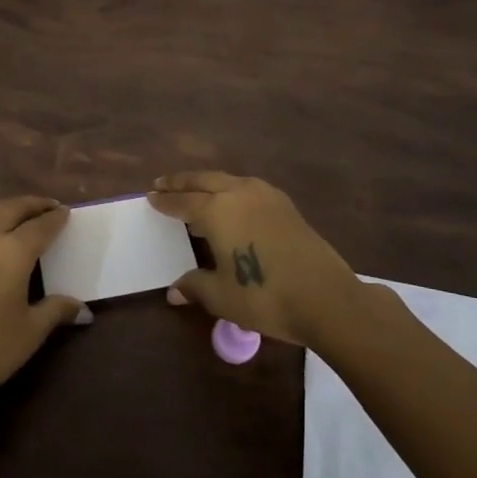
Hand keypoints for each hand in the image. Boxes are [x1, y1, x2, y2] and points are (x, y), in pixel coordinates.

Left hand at [0, 196, 87, 414]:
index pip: (40, 226)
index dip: (56, 218)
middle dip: (32, 205)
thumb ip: (56, 310)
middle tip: (48, 207)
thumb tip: (82, 309)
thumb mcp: (30, 332)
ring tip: (19, 214)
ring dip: (6, 207)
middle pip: (11, 208)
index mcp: (12, 251)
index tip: (67, 212)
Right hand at [148, 172, 361, 345]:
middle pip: (202, 181)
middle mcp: (238, 193)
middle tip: (162, 183)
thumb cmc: (265, 296)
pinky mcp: (285, 204)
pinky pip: (247, 187)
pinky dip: (230, 189)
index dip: (164, 201)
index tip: (150, 196)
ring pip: (227, 180)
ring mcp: (265, 195)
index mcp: (216, 211)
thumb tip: (174, 291)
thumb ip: (195, 286)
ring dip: (206, 183)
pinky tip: (231, 202)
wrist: (326, 297)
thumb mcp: (222, 296)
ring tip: (194, 192)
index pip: (182, 202)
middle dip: (180, 182)